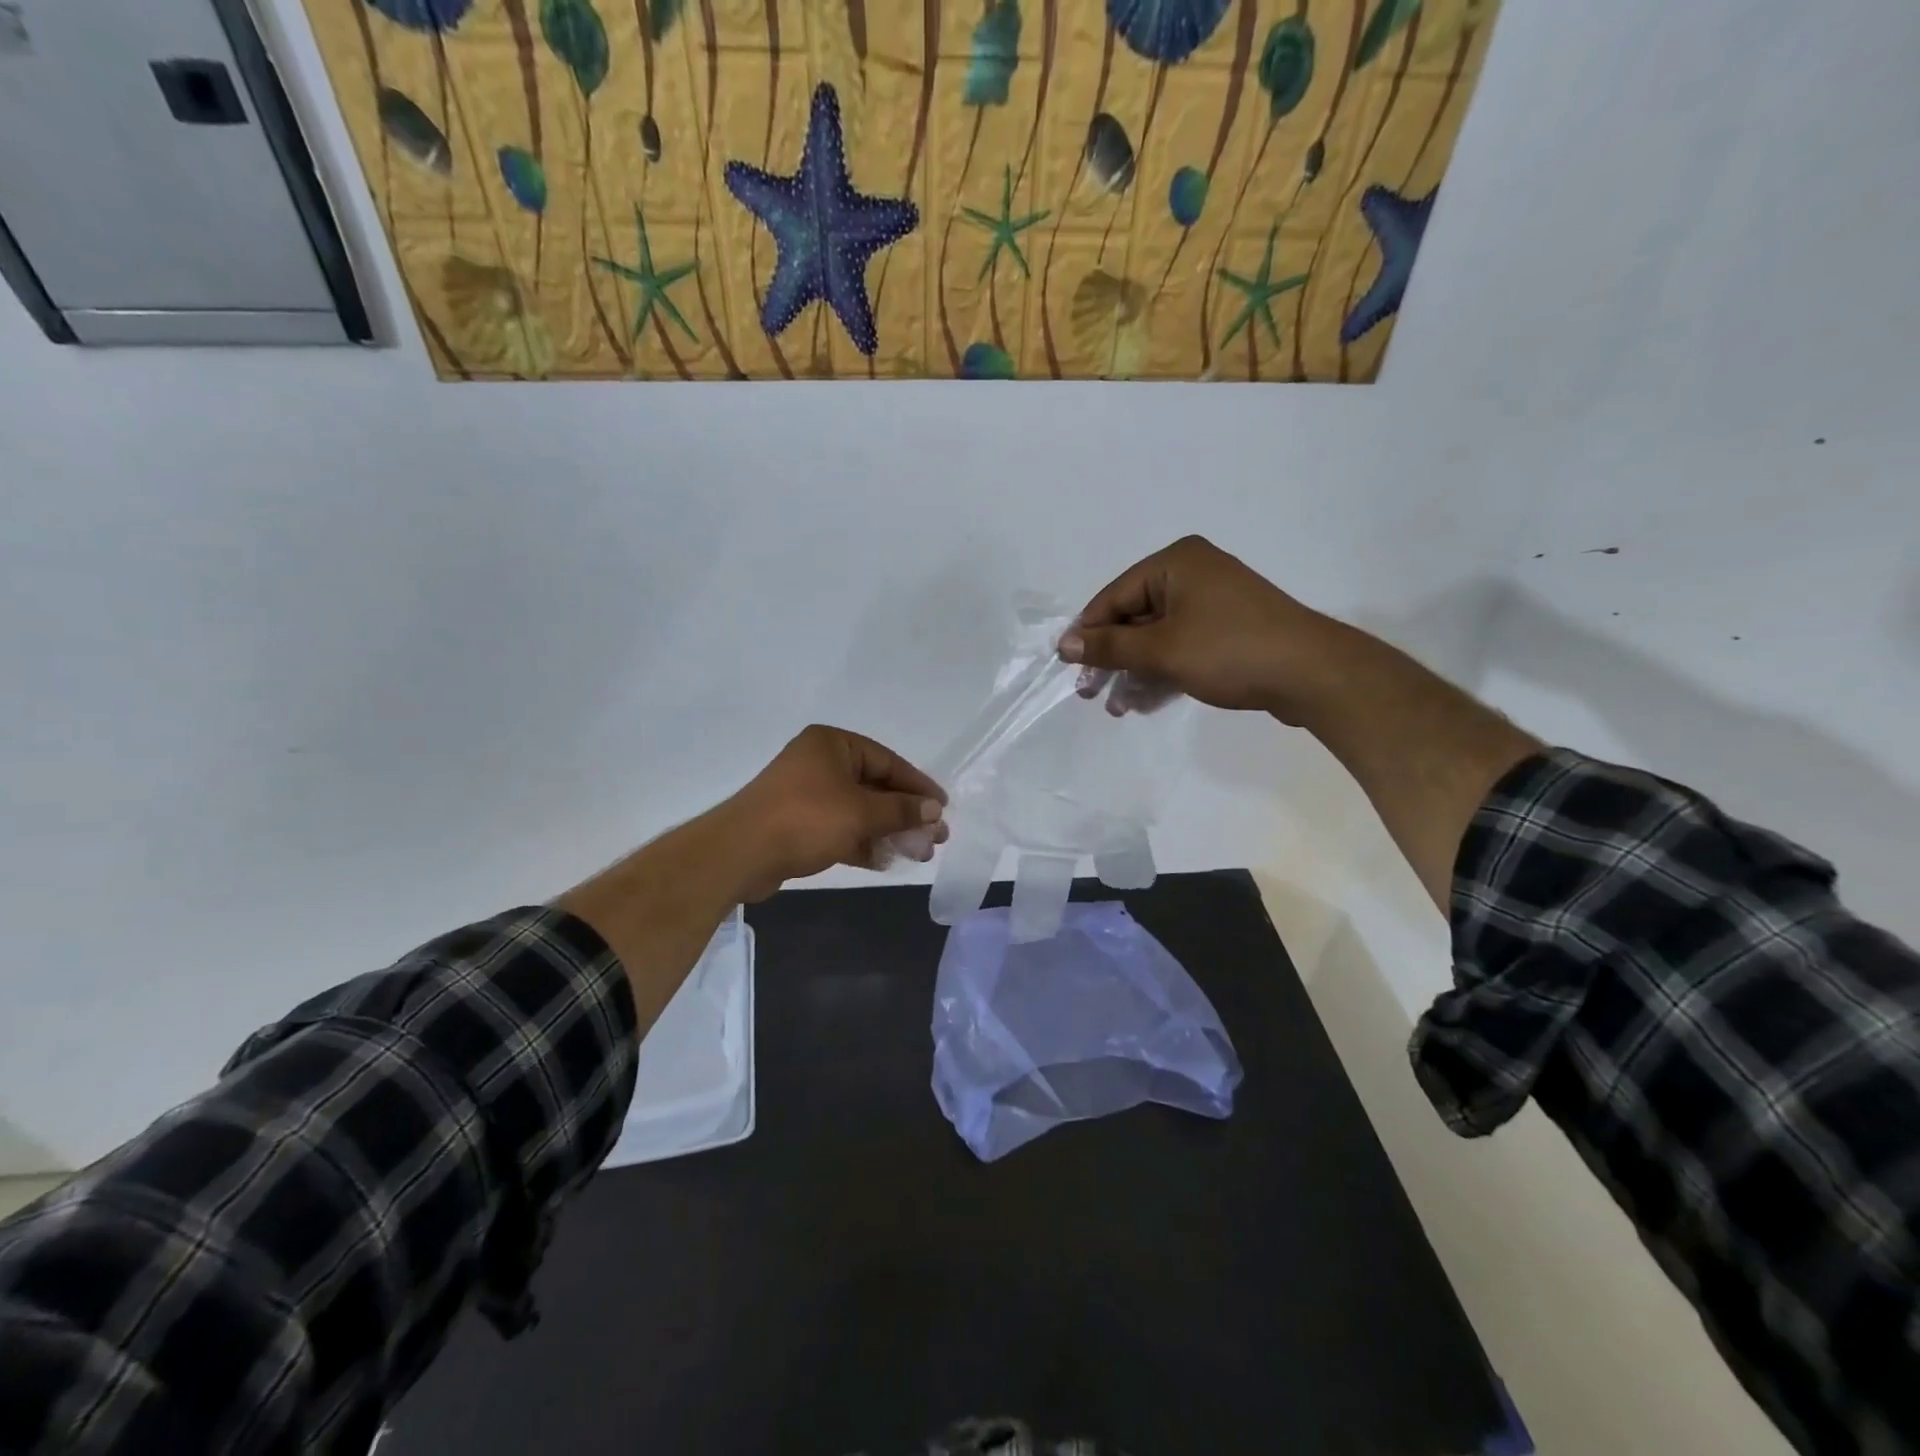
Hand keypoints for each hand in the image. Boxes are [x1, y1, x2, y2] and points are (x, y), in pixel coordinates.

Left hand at [722, 725, 948, 897]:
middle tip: (935, 837)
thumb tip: (934, 810)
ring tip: (919, 853)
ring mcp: (808, 795)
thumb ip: (901, 810)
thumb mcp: (861, 812)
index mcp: (833, 744)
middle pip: (875, 787)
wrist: (740, 854)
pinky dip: (863, 843)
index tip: (942, 808)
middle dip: (906, 814)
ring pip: (859, 811)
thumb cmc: (806, 819)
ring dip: (888, 831)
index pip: (888, 761)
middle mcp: (820, 763)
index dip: (918, 786)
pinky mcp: (799, 824)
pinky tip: (886, 861)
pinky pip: (841, 829)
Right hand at [1058, 535, 1346, 720]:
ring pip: (1157, 638)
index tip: (1068, 668)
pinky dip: (1161, 672)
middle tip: (1089, 694)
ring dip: (1134, 673)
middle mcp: (1192, 575)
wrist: (1311, 674)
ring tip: (1117, 709)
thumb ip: (1110, 647)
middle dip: (1112, 659)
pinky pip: (1181, 648)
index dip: (1088, 633)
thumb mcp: (1161, 650)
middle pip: (1134, 618)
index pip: (1114, 597)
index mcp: (1175, 563)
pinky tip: (1143, 703)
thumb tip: (1064, 644)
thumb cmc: (1229, 651)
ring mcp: (1212, 604)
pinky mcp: (1227, 631)